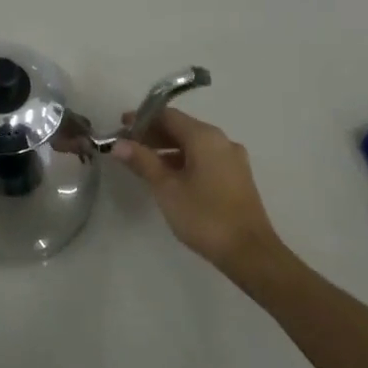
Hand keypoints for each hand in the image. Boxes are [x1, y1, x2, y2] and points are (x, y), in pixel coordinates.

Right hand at [114, 108, 285, 276]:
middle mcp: (221, 141)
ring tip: (143, 164)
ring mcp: (232, 159)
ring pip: (193, 144)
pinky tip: (168, 178)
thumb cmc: (204, 216)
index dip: (142, 119)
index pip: (168, 115)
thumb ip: (142, 161)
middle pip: (181, 127)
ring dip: (167, 149)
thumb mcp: (166, 188)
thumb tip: (118, 143)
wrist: (249, 252)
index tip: (120, 128)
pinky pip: (204, 158)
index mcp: (205, 137)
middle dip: (153, 134)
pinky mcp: (236, 177)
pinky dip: (183, 160)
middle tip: (127, 147)